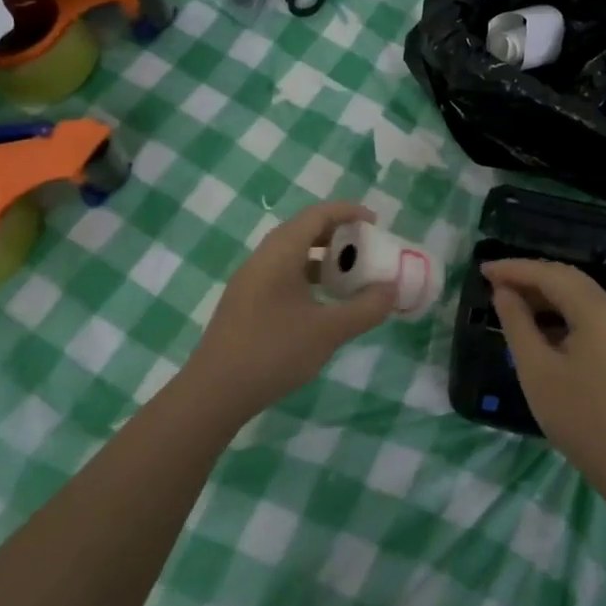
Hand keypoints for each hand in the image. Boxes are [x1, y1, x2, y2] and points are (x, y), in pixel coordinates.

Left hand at [182, 202, 396, 423]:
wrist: (214, 393)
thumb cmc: (273, 352)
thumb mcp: (328, 331)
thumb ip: (365, 308)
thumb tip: (391, 290)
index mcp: (279, 254)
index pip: (316, 215)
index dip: (347, 212)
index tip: (375, 222)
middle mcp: (261, 259)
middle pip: (302, 231)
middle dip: (336, 234)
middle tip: (365, 249)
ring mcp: (249, 282)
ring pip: (290, 255)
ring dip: (321, 258)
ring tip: (348, 276)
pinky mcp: (245, 304)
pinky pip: (281, 275)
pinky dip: (306, 278)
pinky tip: (321, 304)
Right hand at [482, 258, 605, 495]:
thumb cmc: (578, 415)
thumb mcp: (536, 369)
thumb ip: (517, 324)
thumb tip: (504, 292)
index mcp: (596, 311)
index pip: (551, 275)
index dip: (515, 269)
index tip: (483, 270)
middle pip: (568, 280)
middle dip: (530, 277)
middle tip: (494, 282)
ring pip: (579, 298)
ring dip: (545, 295)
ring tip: (511, 302)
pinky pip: (587, 317)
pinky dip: (560, 313)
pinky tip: (538, 328)